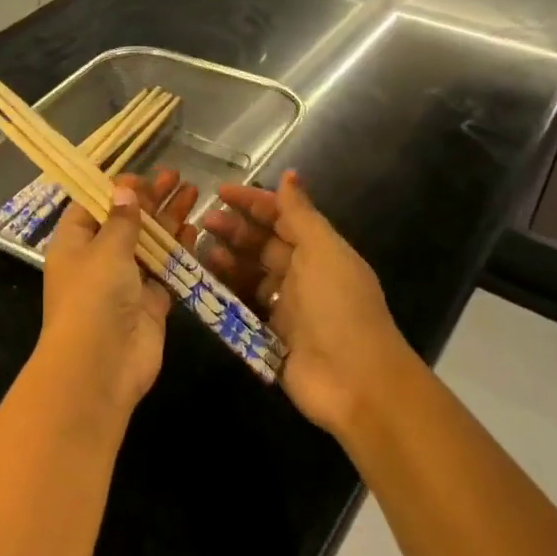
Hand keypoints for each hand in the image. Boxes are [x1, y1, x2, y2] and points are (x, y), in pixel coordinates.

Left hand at [38, 170, 197, 420]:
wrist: (101, 364)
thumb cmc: (94, 295)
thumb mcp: (106, 248)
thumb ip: (122, 219)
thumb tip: (125, 189)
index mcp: (74, 243)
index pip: (92, 206)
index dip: (115, 189)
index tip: (141, 175)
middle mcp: (97, 260)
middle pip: (125, 222)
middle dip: (150, 199)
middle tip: (176, 176)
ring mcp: (125, 283)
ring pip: (149, 244)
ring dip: (169, 220)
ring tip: (194, 193)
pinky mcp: (149, 304)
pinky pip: (165, 271)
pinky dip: (179, 251)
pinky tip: (195, 229)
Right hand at [200, 171, 412, 439]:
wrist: (355, 381)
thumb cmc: (339, 307)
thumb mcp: (323, 251)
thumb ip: (300, 214)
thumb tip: (290, 173)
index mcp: (320, 251)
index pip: (283, 216)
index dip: (254, 202)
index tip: (220, 192)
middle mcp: (303, 275)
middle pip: (263, 244)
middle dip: (235, 229)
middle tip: (204, 222)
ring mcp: (286, 307)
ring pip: (250, 274)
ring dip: (227, 259)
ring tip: (201, 251)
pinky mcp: (270, 335)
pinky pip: (243, 306)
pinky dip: (225, 293)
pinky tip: (206, 284)